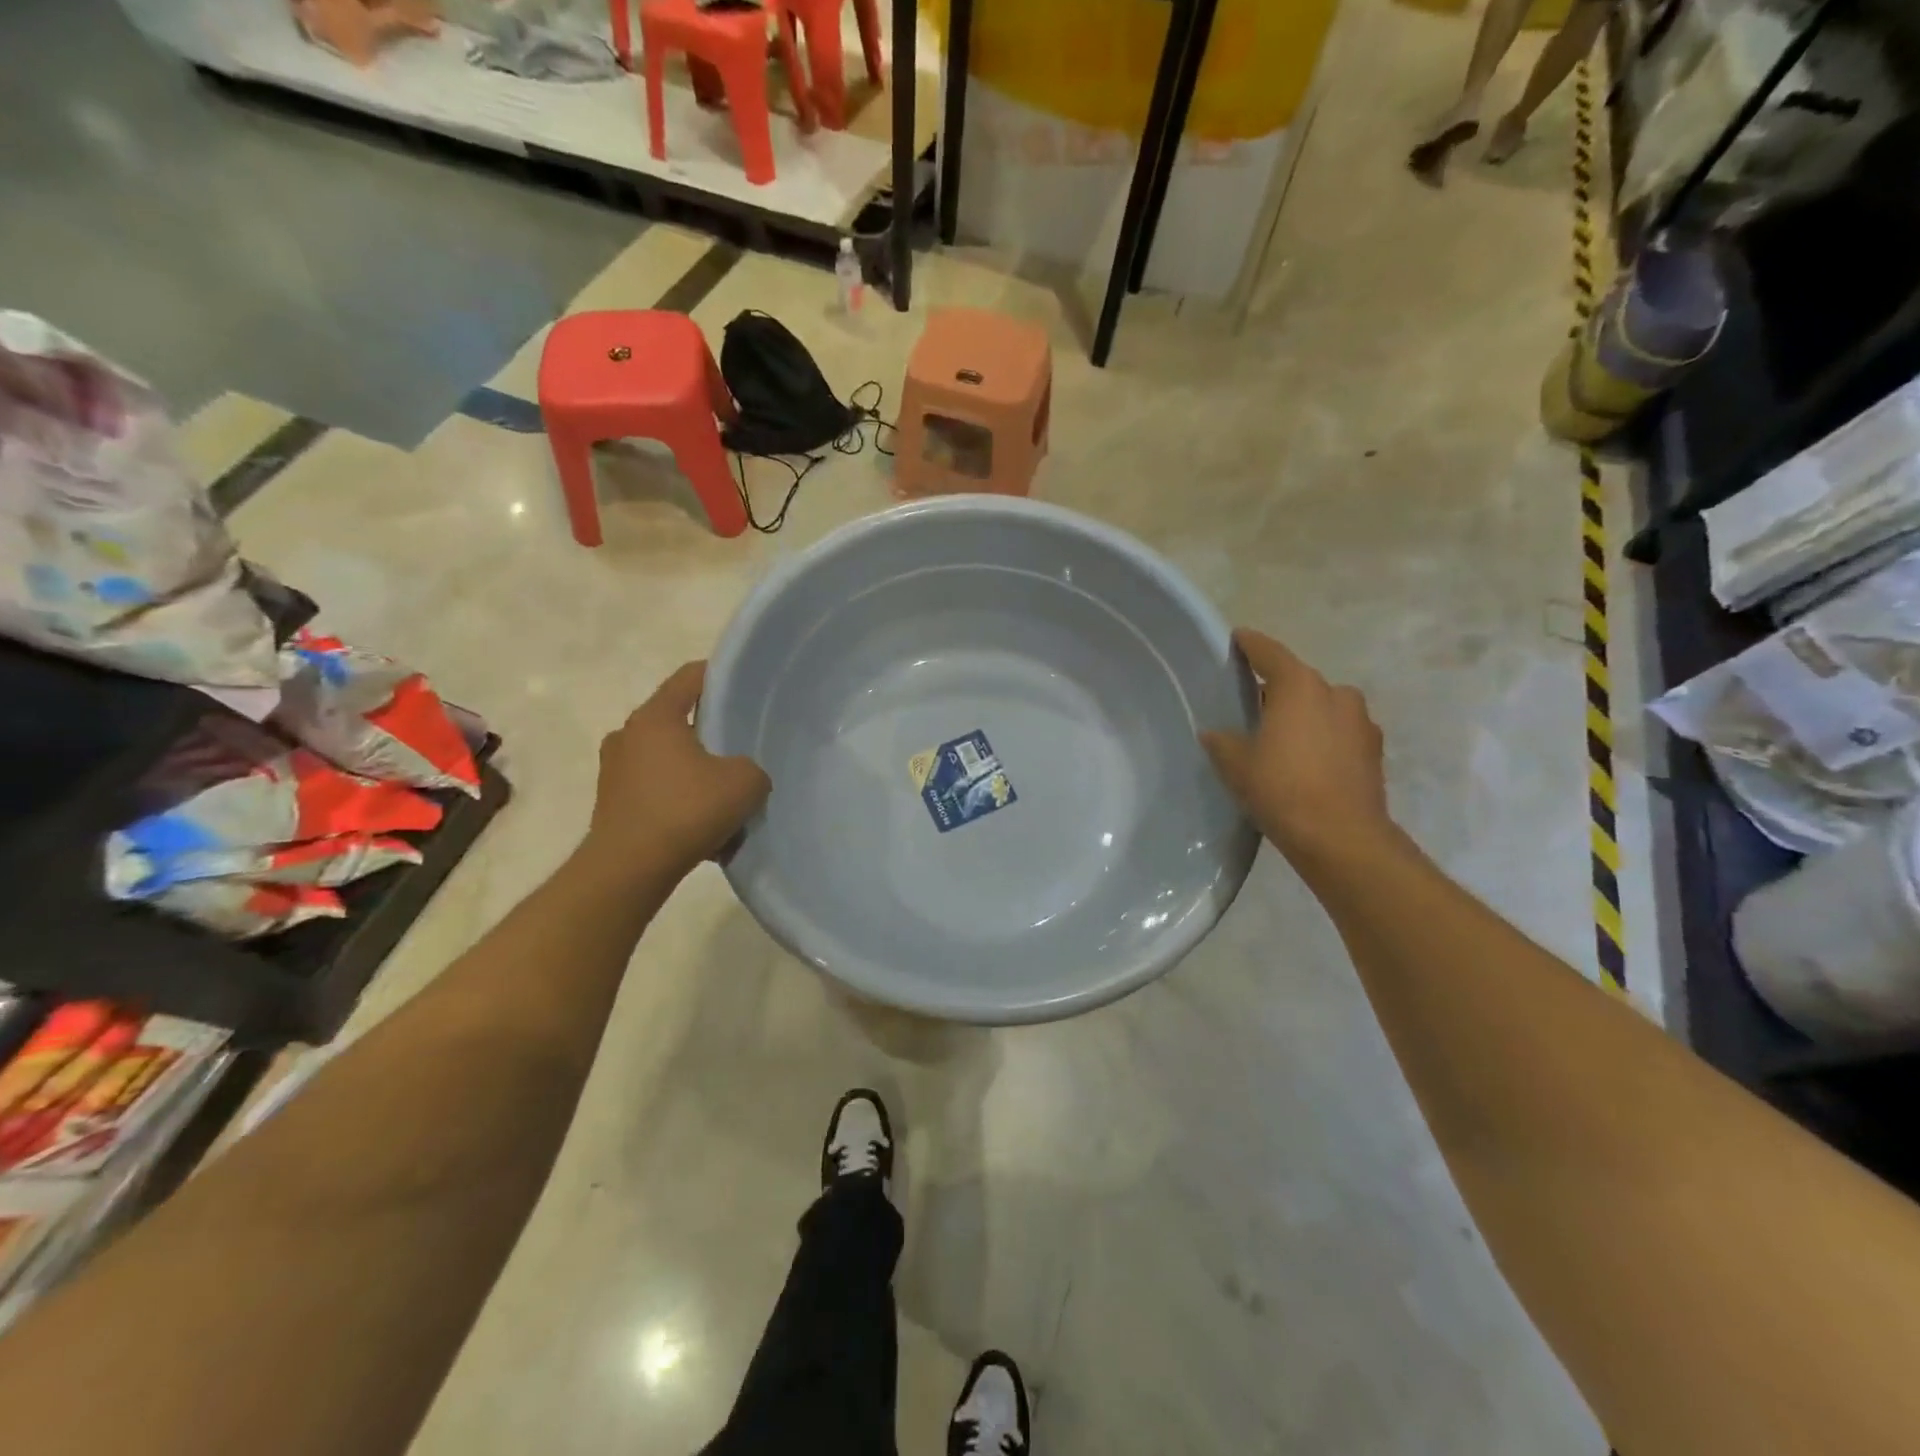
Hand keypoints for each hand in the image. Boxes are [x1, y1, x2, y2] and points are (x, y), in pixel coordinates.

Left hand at [580, 662, 770, 882]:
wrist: (630, 869)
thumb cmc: (686, 811)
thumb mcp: (744, 783)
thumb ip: (752, 768)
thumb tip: (740, 775)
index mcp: (655, 717)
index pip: (690, 677)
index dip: (720, 676)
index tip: (745, 687)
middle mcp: (628, 735)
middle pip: (677, 720)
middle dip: (710, 731)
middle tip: (741, 747)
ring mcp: (614, 770)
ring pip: (667, 758)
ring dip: (694, 770)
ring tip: (723, 794)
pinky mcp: (612, 803)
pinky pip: (655, 789)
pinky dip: (678, 798)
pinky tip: (702, 824)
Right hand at [1201, 629, 1390, 864]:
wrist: (1340, 836)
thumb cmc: (1281, 788)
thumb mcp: (1236, 764)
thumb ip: (1222, 741)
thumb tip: (1215, 733)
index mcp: (1299, 686)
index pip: (1269, 653)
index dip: (1250, 644)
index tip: (1238, 638)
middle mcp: (1335, 693)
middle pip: (1299, 681)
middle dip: (1276, 689)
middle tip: (1251, 704)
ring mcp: (1360, 722)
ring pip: (1323, 706)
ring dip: (1303, 714)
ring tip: (1280, 737)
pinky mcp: (1373, 750)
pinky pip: (1339, 732)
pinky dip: (1322, 737)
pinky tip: (1306, 761)